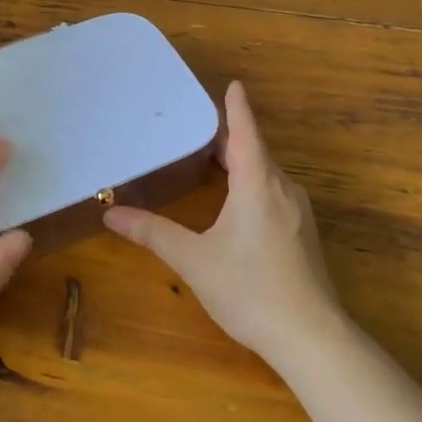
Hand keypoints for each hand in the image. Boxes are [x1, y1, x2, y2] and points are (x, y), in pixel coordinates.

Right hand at [103, 80, 344, 359]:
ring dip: (243, 161)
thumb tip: (110, 214)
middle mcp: (282, 189)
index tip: (233, 83)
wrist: (311, 337)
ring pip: (267, 174)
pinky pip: (274, 193)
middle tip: (199, 125)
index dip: (237, 107)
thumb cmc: (250, 290)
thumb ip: (153, 234)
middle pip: (256, 151)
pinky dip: (254, 182)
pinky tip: (238, 201)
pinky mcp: (303, 234)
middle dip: (231, 136)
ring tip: (213, 158)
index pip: (246, 131)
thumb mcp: (194, 261)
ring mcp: (298, 213)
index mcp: (258, 184)